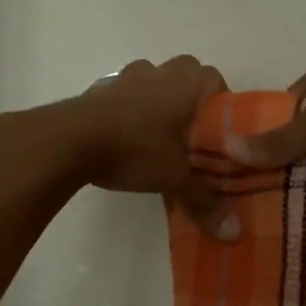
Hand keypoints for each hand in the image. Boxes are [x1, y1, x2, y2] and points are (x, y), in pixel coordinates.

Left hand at [70, 54, 236, 238]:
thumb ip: (205, 202)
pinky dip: (130, 111)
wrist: (72, 139)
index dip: (220, 109)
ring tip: (159, 139)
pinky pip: (125, 95)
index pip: (218, 83)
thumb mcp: (175, 178)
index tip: (217, 137)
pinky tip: (127, 139)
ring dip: (158, 103)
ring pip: (154, 82)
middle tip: (191, 139)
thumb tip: (234, 234)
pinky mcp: (100, 89)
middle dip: (190, 104)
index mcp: (188, 83)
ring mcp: (128, 77)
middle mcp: (161, 71)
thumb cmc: (136, 148)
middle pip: (186, 77)